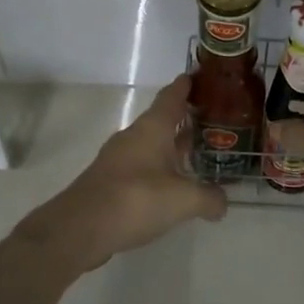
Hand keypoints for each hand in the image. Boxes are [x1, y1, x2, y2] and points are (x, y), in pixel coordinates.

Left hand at [14, 75, 226, 273]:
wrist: (80, 228)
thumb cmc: (135, 199)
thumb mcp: (183, 200)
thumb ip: (208, 198)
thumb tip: (223, 203)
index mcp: (153, 128)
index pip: (172, 95)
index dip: (186, 85)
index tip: (199, 75)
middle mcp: (135, 135)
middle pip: (163, 119)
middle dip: (185, 117)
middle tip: (211, 118)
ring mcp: (119, 158)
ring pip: (152, 143)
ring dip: (171, 145)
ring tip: (196, 152)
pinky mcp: (110, 181)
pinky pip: (142, 165)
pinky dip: (159, 168)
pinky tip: (171, 185)